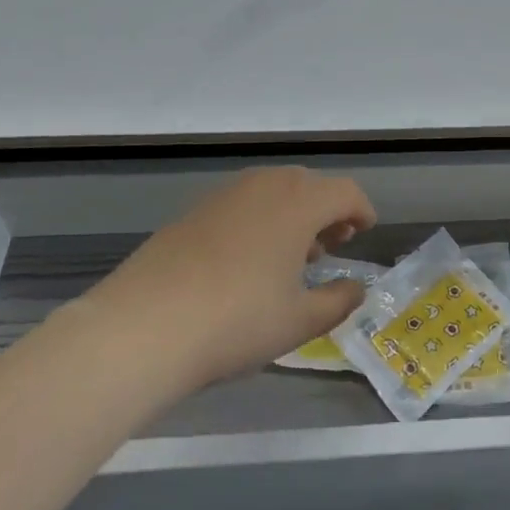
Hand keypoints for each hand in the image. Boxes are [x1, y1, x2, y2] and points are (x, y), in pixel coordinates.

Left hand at [84, 167, 376, 392]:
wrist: (144, 325)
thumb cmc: (236, 321)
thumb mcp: (299, 322)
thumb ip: (337, 301)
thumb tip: (356, 288)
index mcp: (298, 203)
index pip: (345, 191)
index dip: (361, 210)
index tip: (365, 232)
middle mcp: (264, 185)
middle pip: (309, 184)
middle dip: (327, 211)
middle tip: (330, 247)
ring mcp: (224, 194)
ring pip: (273, 190)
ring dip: (292, 213)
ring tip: (291, 257)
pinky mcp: (193, 210)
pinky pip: (242, 202)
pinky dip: (260, 218)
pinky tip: (248, 259)